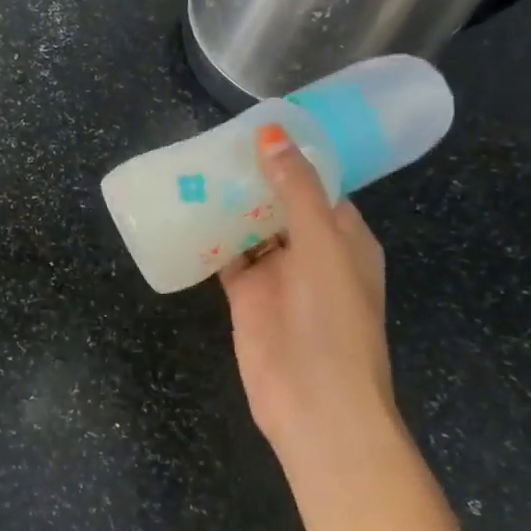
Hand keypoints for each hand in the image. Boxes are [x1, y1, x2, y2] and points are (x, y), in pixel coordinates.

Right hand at [220, 124, 393, 455]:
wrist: (315, 404)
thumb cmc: (332, 319)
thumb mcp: (321, 245)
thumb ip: (297, 190)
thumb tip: (272, 134)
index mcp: (345, 237)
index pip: (319, 185)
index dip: (292, 156)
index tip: (257, 127)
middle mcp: (312, 252)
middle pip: (280, 204)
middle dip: (253, 177)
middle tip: (213, 144)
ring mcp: (278, 276)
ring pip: (250, 229)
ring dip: (228, 205)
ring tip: (194, 169)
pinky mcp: (247, 297)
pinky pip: (227, 258)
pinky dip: (210, 239)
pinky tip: (185, 214)